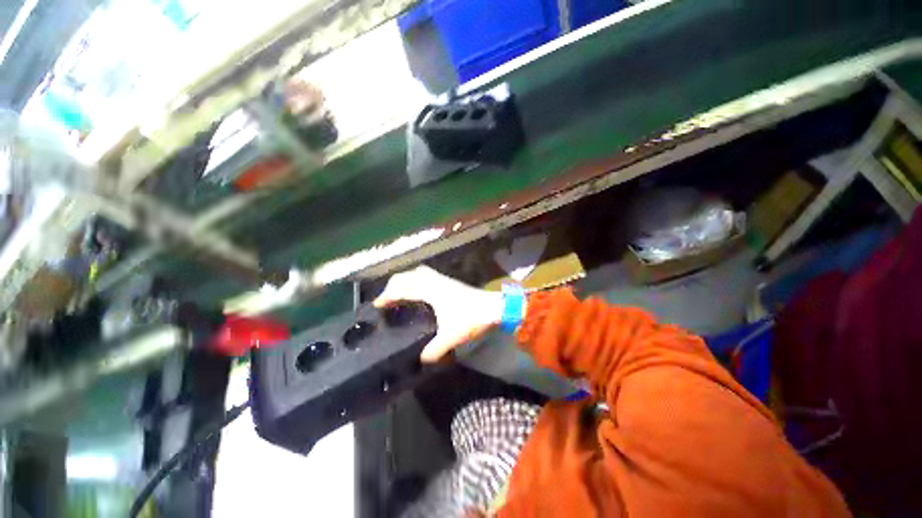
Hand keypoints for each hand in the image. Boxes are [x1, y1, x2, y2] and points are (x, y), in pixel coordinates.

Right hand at [374, 266, 502, 362]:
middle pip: (409, 276)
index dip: (388, 295)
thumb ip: (435, 350)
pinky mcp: (451, 283)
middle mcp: (435, 282)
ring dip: (407, 280)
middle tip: (386, 298)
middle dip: (394, 284)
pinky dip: (418, 281)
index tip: (377, 304)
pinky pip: (428, 276)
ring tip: (400, 292)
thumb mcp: (451, 336)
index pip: (404, 289)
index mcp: (431, 291)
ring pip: (420, 273)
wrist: (494, 307)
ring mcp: (444, 280)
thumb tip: (422, 360)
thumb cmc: (471, 318)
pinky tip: (421, 293)